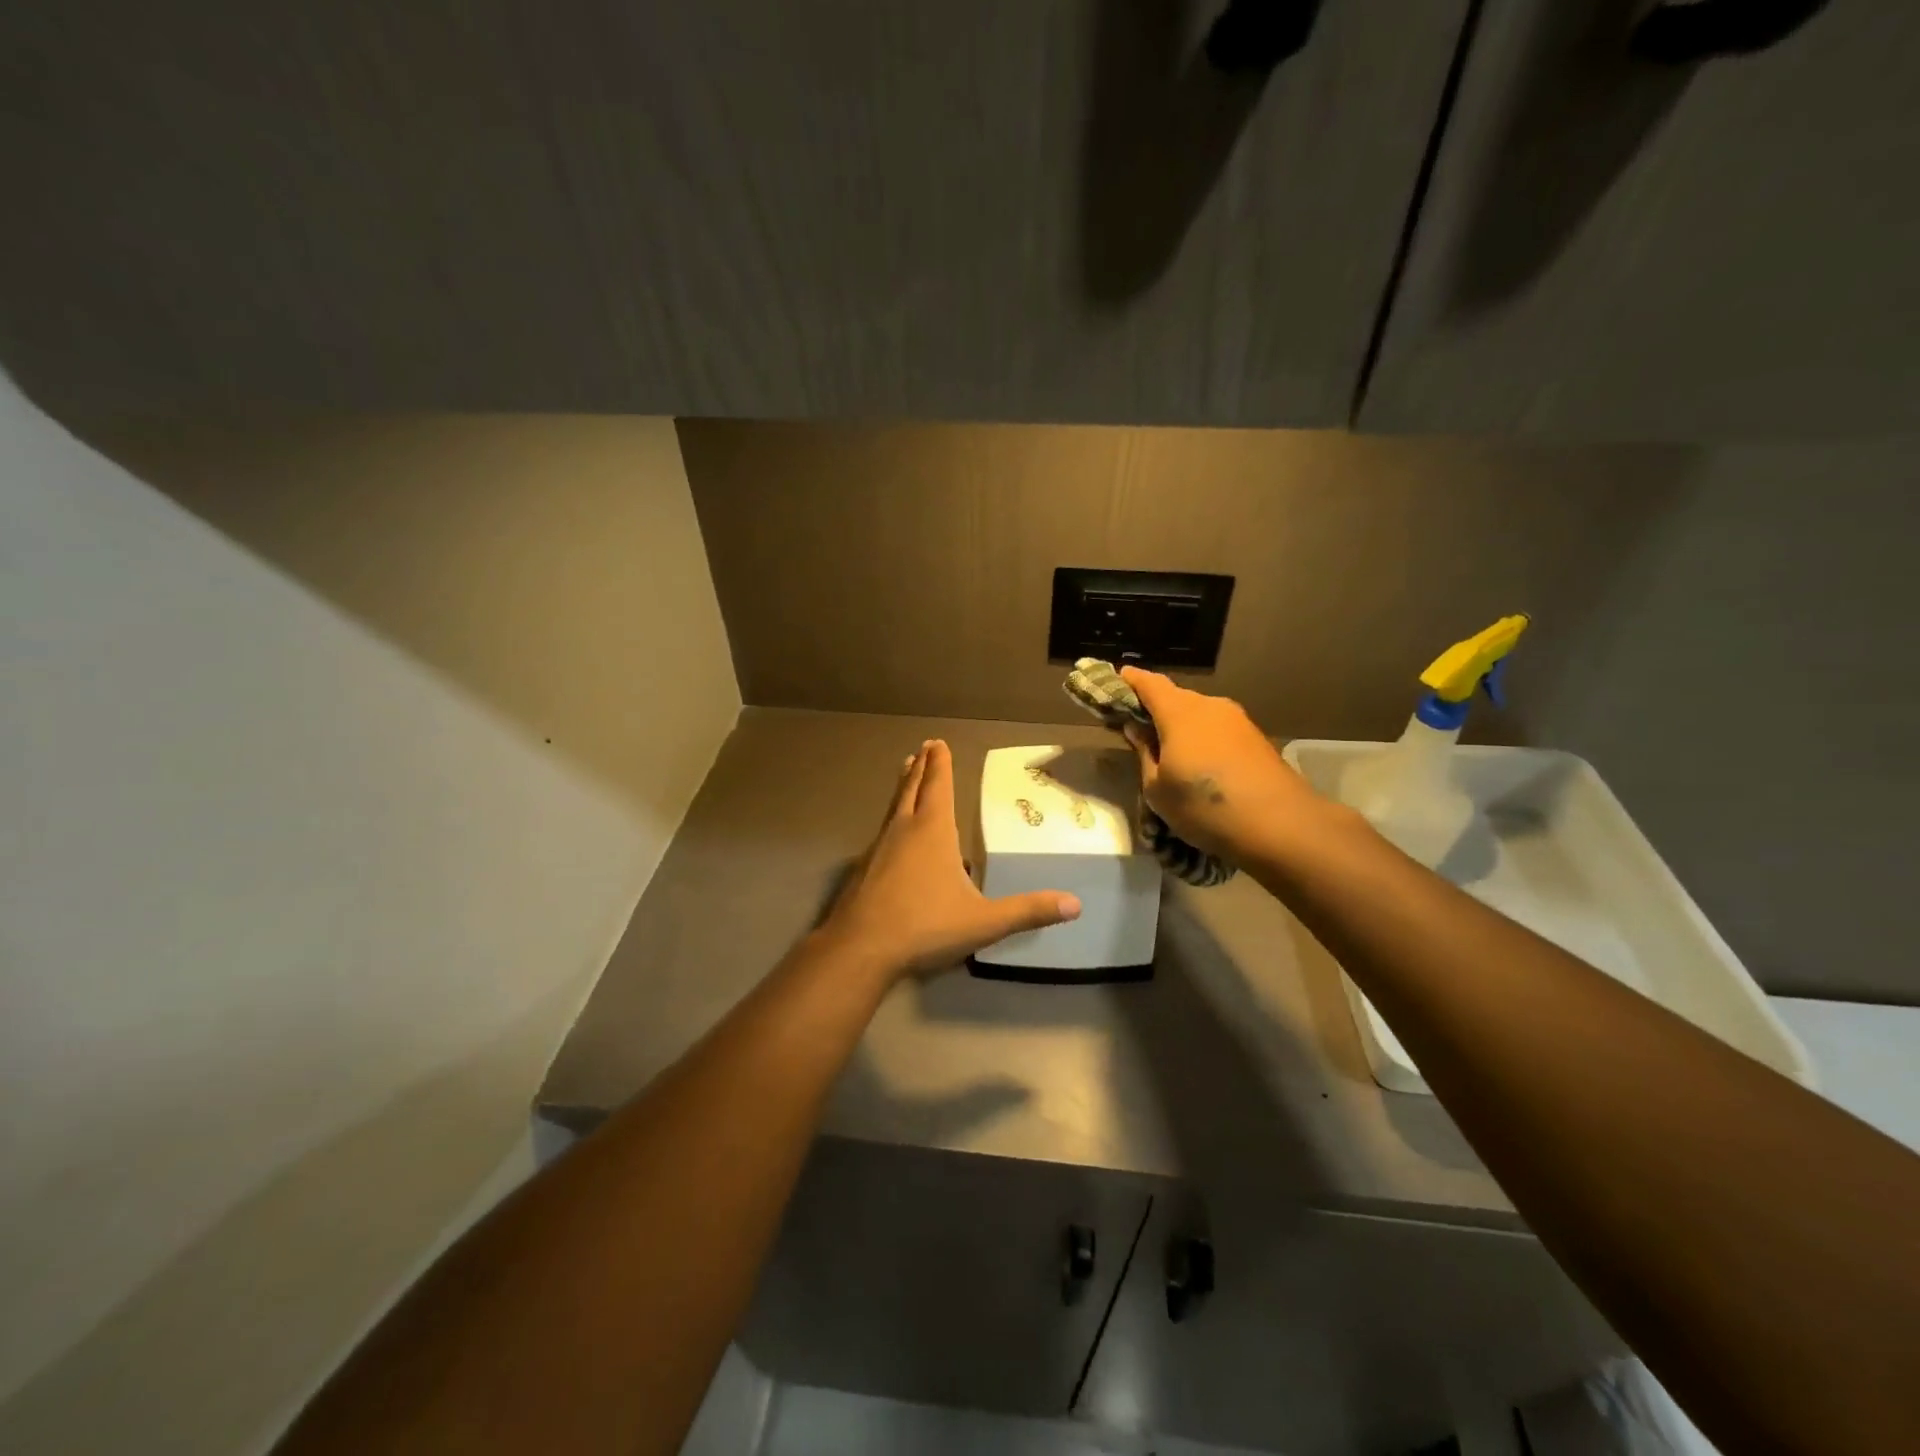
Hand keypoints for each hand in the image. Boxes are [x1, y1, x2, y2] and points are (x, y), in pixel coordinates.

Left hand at [820, 740, 1080, 978]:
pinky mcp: (862, 869)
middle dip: (921, 768)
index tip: (938, 742)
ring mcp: (878, 848)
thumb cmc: (925, 925)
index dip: (941, 764)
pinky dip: (891, 819)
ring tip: (906, 773)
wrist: (860, 948)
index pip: (938, 787)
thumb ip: (1027, 911)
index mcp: (932, 831)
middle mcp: (903, 830)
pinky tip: (892, 834)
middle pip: (912, 789)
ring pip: (893, 807)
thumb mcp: (984, 921)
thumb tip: (1075, 905)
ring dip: (903, 788)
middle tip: (924, 747)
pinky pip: (882, 832)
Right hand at [1119, 667, 1318, 865]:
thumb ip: (1145, 753)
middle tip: (1137, 728)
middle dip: (1155, 708)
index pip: (1149, 683)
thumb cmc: (1204, 806)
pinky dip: (1202, 738)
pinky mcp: (1256, 739)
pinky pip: (1217, 729)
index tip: (1115, 680)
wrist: (1281, 826)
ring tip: (1168, 751)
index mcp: (1179, 712)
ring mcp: (1238, 720)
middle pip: (1175, 697)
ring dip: (1181, 726)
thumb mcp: (1157, 788)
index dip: (1130, 680)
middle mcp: (1209, 706)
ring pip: (1199, 714)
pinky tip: (1199, 764)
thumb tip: (1137, 729)